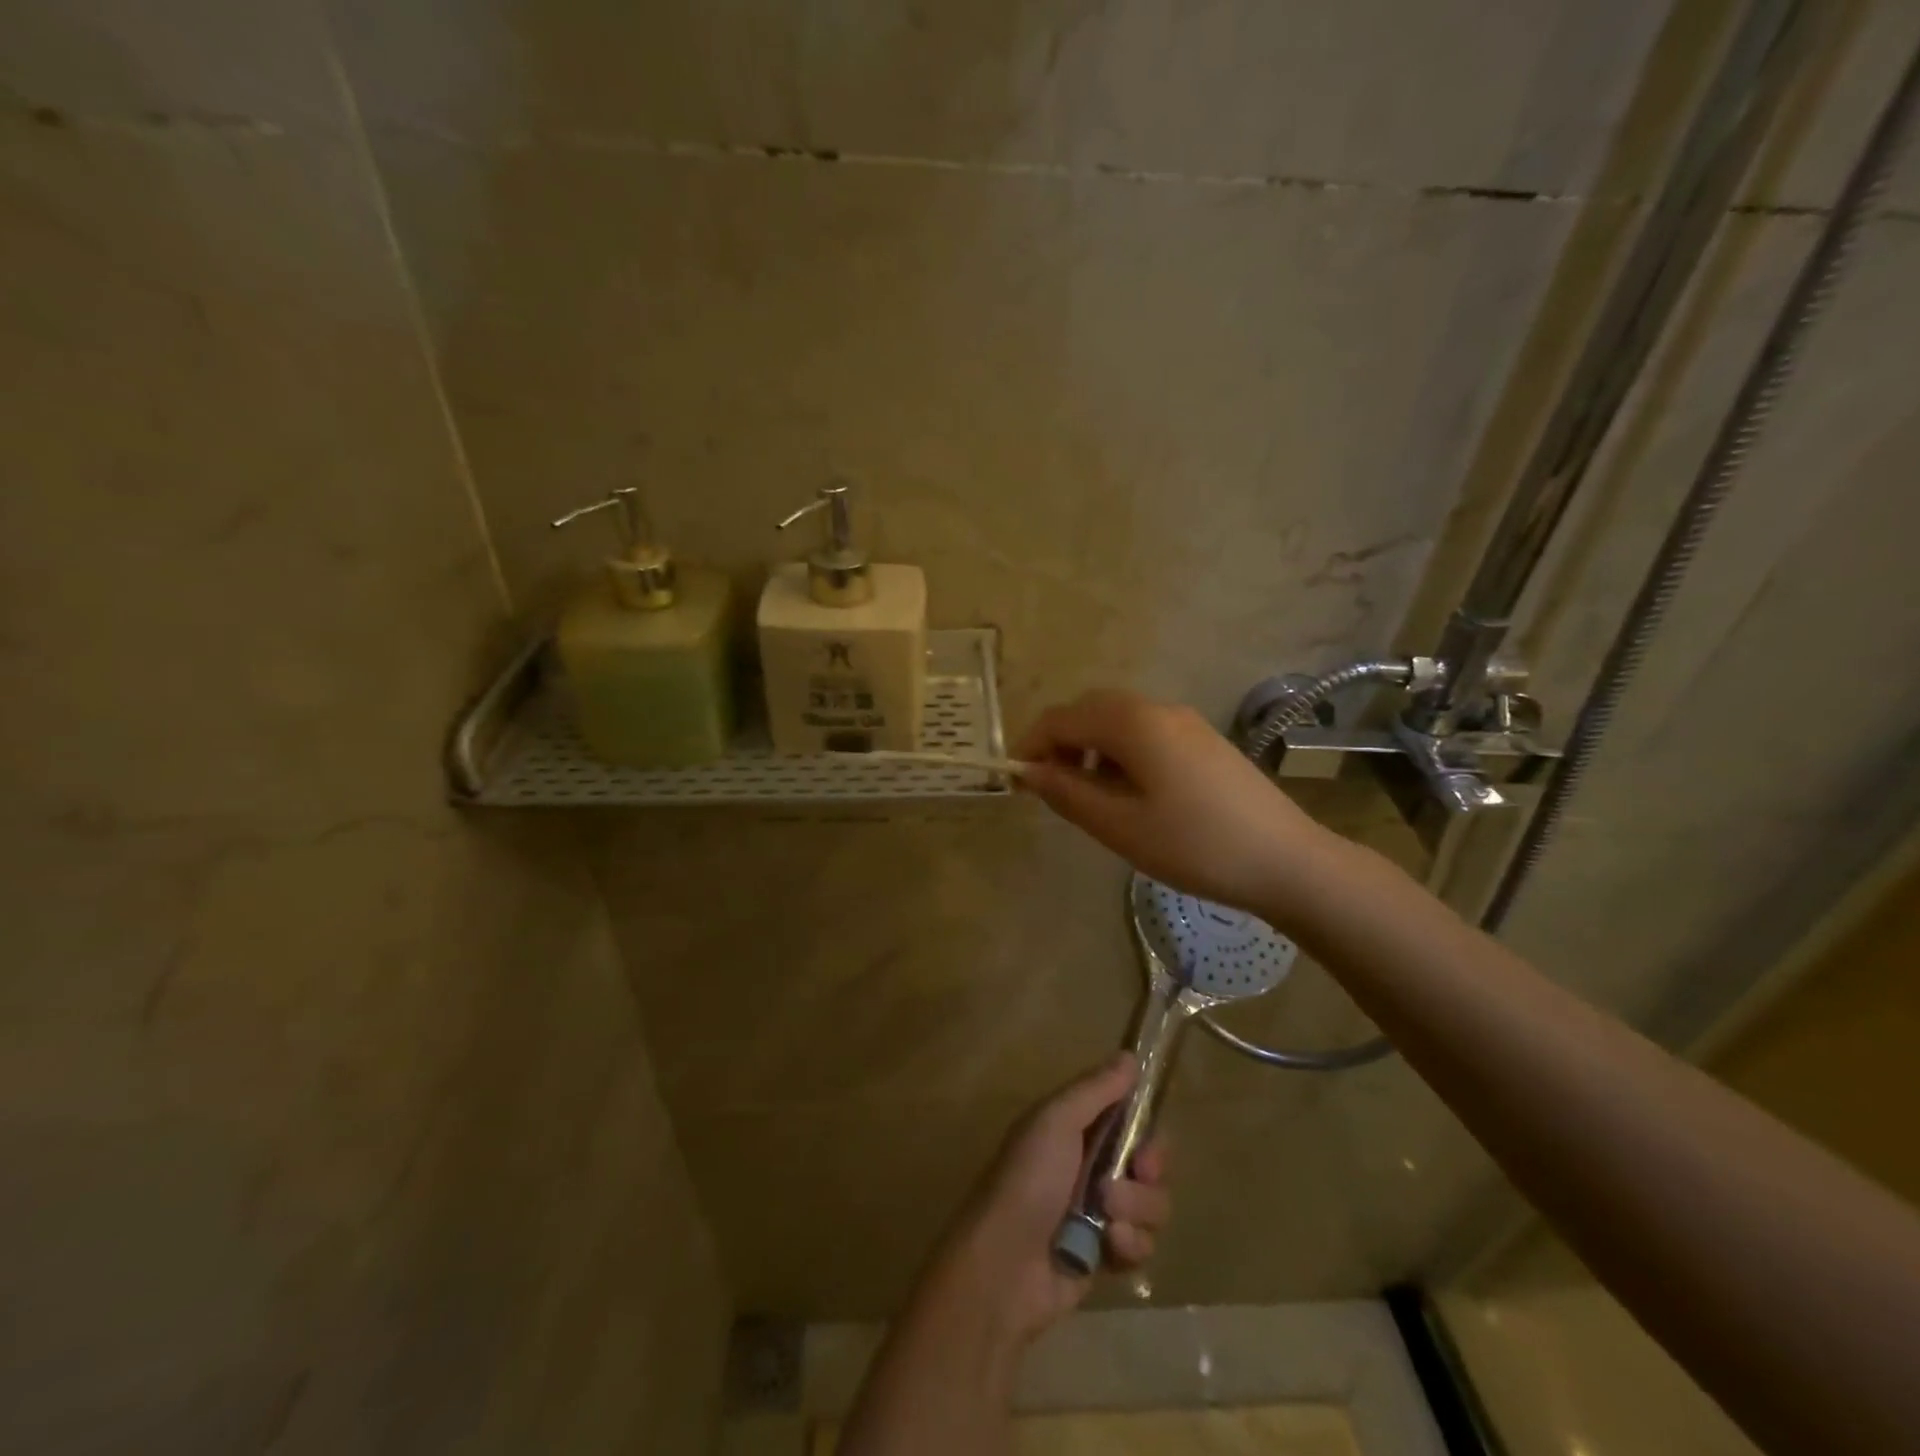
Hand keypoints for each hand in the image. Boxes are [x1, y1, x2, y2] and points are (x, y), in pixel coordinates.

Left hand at [933, 1055, 1170, 1347]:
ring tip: (1107, 1218)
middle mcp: (1091, 1166)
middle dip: (1149, 1172)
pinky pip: (1143, 1245)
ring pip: (1152, 1205)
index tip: (1145, 1140)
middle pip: (1150, 1164)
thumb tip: (1130, 1055)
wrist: (1005, 1265)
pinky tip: (1109, 1247)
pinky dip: (1130, 1245)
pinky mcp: (1107, 1255)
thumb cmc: (1028, 1180)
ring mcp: (1101, 1212)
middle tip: (1137, 1174)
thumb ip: (1095, 1089)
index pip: (1130, 1120)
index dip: (1147, 1130)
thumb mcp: (1056, 1121)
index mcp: (1076, 1129)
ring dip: (1136, 1209)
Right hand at [1015, 689, 1336, 920]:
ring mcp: (1185, 721)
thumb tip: (1028, 771)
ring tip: (1087, 794)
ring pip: (1118, 719)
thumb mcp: (1119, 825)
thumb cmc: (1194, 845)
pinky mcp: (1203, 740)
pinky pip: (1146, 731)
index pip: (1062, 718)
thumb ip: (1067, 793)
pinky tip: (1129, 792)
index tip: (1015, 781)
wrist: (1286, 860)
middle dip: (1060, 742)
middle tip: (1049, 788)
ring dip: (1090, 746)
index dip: (1031, 744)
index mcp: (1132, 722)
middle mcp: (1157, 708)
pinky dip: (1120, 751)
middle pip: (1090, 710)